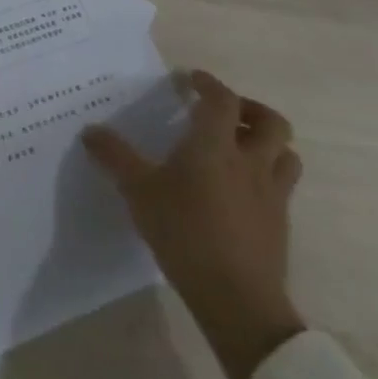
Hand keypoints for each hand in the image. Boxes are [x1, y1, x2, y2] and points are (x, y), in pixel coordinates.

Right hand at [83, 70, 305, 378]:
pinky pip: (282, 186)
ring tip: (240, 148)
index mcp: (215, 146)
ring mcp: (271, 194)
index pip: (222, 100)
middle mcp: (250, 162)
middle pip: (272, 122)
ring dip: (267, 143)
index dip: (208, 84)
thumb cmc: (185, 233)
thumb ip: (115, 157)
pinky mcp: (280, 223)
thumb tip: (91, 130)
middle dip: (250, 109)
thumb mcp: (138, 191)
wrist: (237, 298)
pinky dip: (266, 175)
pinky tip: (239, 190)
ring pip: (286, 154)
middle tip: (225, 112)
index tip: (190, 80)